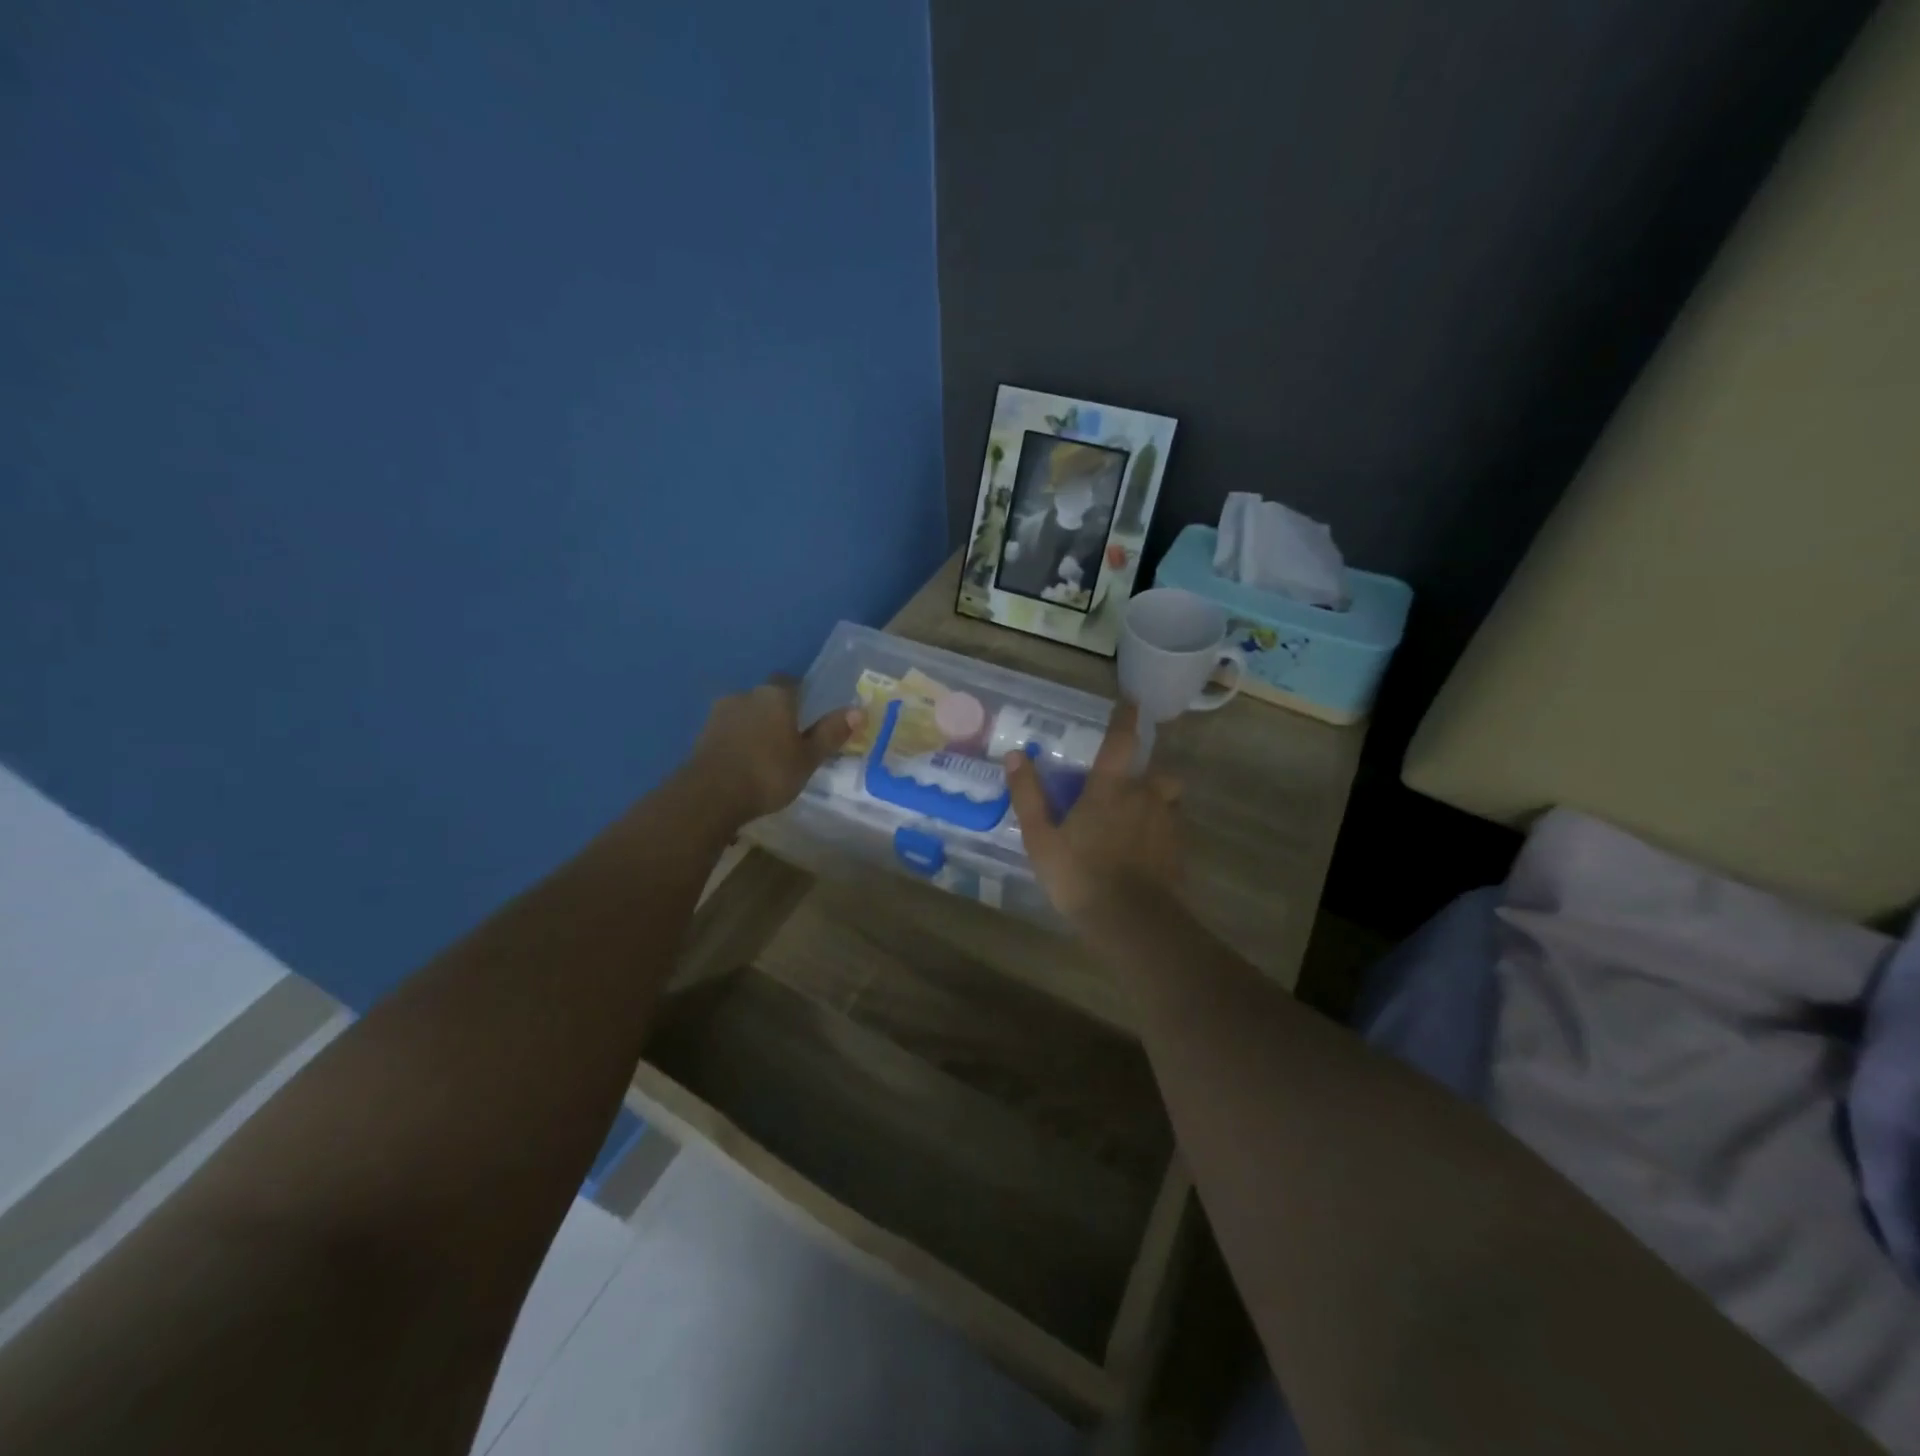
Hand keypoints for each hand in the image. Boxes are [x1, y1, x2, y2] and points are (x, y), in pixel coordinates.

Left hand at [688, 678, 859, 825]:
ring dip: (755, 728)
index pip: (792, 682)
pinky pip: (728, 732)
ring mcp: (719, 714)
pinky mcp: (701, 735)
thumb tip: (858, 710)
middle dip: (777, 714)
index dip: (802, 697)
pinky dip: (738, 742)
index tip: (810, 716)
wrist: (709, 796)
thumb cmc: (768, 773)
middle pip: (766, 698)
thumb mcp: (808, 758)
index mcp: (775, 695)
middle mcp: (746, 695)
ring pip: (745, 714)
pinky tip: (745, 763)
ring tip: (767, 755)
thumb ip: (830, 733)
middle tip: (791, 739)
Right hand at [1003, 701, 1183, 920]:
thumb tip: (1015, 756)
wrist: (1132, 923)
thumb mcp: (1041, 838)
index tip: (1131, 702)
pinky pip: (1173, 829)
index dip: (1126, 719)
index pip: (1122, 741)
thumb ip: (1028, 795)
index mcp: (1111, 788)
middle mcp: (1145, 797)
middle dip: (1146, 775)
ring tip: (1137, 821)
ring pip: (1169, 801)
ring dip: (1156, 803)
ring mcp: (1167, 824)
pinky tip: (1145, 852)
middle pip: (1157, 773)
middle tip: (1126, 789)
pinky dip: (1161, 831)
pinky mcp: (1179, 852)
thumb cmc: (1080, 876)